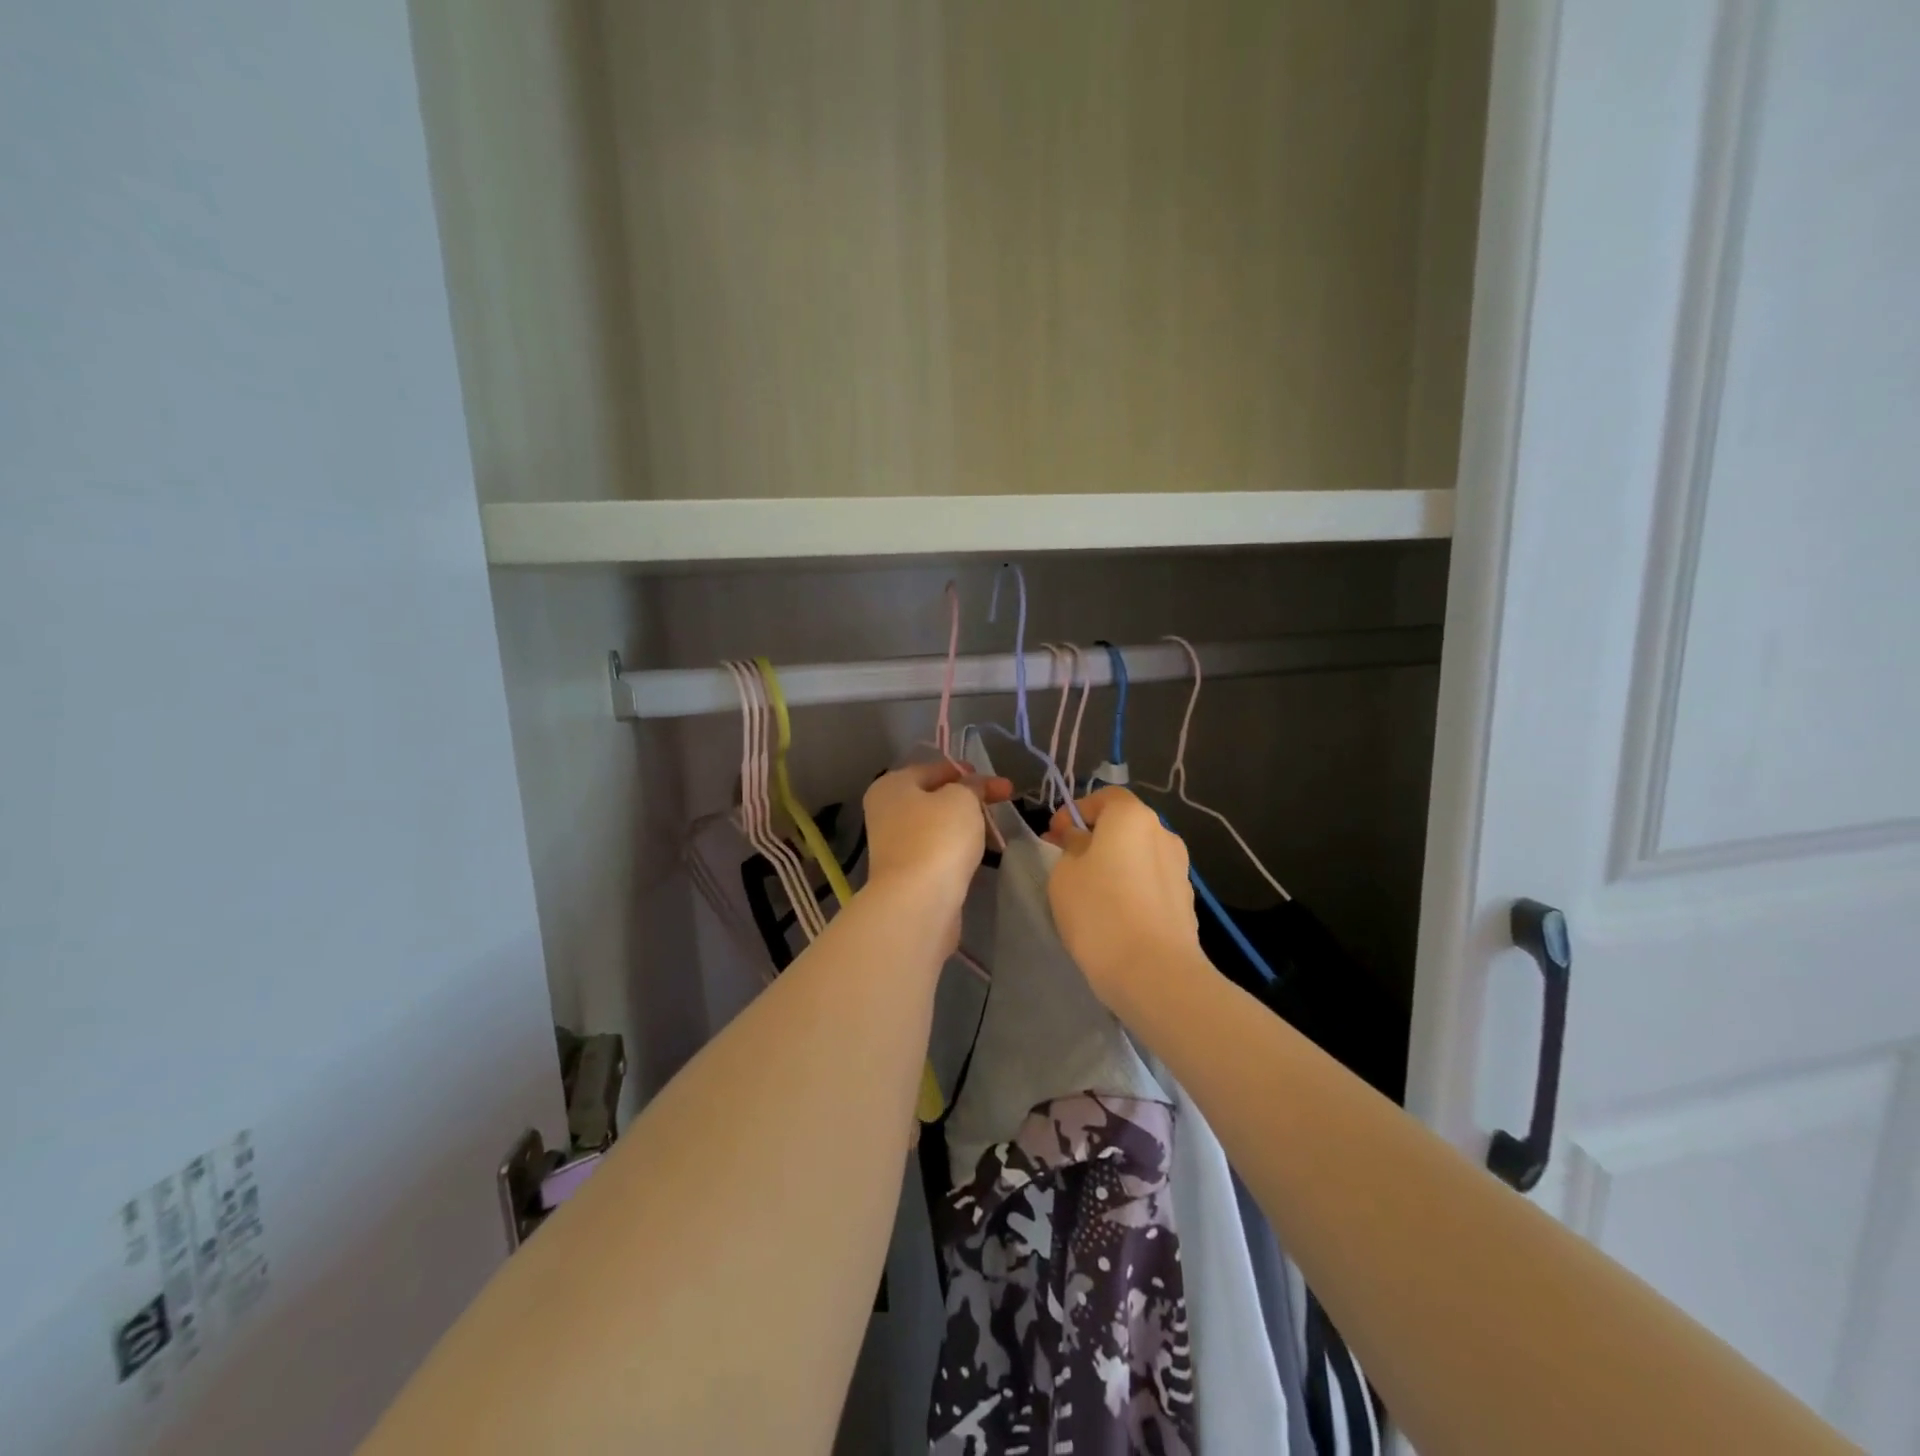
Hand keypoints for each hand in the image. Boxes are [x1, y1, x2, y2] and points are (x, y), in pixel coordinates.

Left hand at [863, 761, 1011, 909]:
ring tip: (996, 829)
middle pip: (936, 798)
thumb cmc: (937, 837)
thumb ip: (971, 786)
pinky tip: (980, 853)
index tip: (998, 783)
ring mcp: (896, 846)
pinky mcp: (908, 875)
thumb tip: (972, 787)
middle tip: (1003, 802)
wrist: (918, 902)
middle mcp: (887, 813)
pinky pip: (939, 852)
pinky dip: (959, 849)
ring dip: (966, 825)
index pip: (934, 769)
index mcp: (891, 786)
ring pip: (938, 827)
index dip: (968, 772)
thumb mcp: (962, 799)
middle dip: (970, 799)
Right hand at [1044, 788, 1203, 1010]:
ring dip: (1116, 865)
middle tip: (1068, 863)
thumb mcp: (1064, 873)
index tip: (1055, 836)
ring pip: (1139, 856)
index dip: (1076, 811)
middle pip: (1124, 826)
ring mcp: (1180, 869)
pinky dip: (1133, 889)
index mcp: (1132, 817)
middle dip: (1096, 838)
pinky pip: (1151, 884)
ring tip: (1092, 893)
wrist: (1153, 972)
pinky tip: (1116, 916)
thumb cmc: (1099, 911)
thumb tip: (1082, 840)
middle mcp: (1163, 834)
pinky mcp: (1186, 902)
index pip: (1104, 797)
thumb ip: (1071, 846)